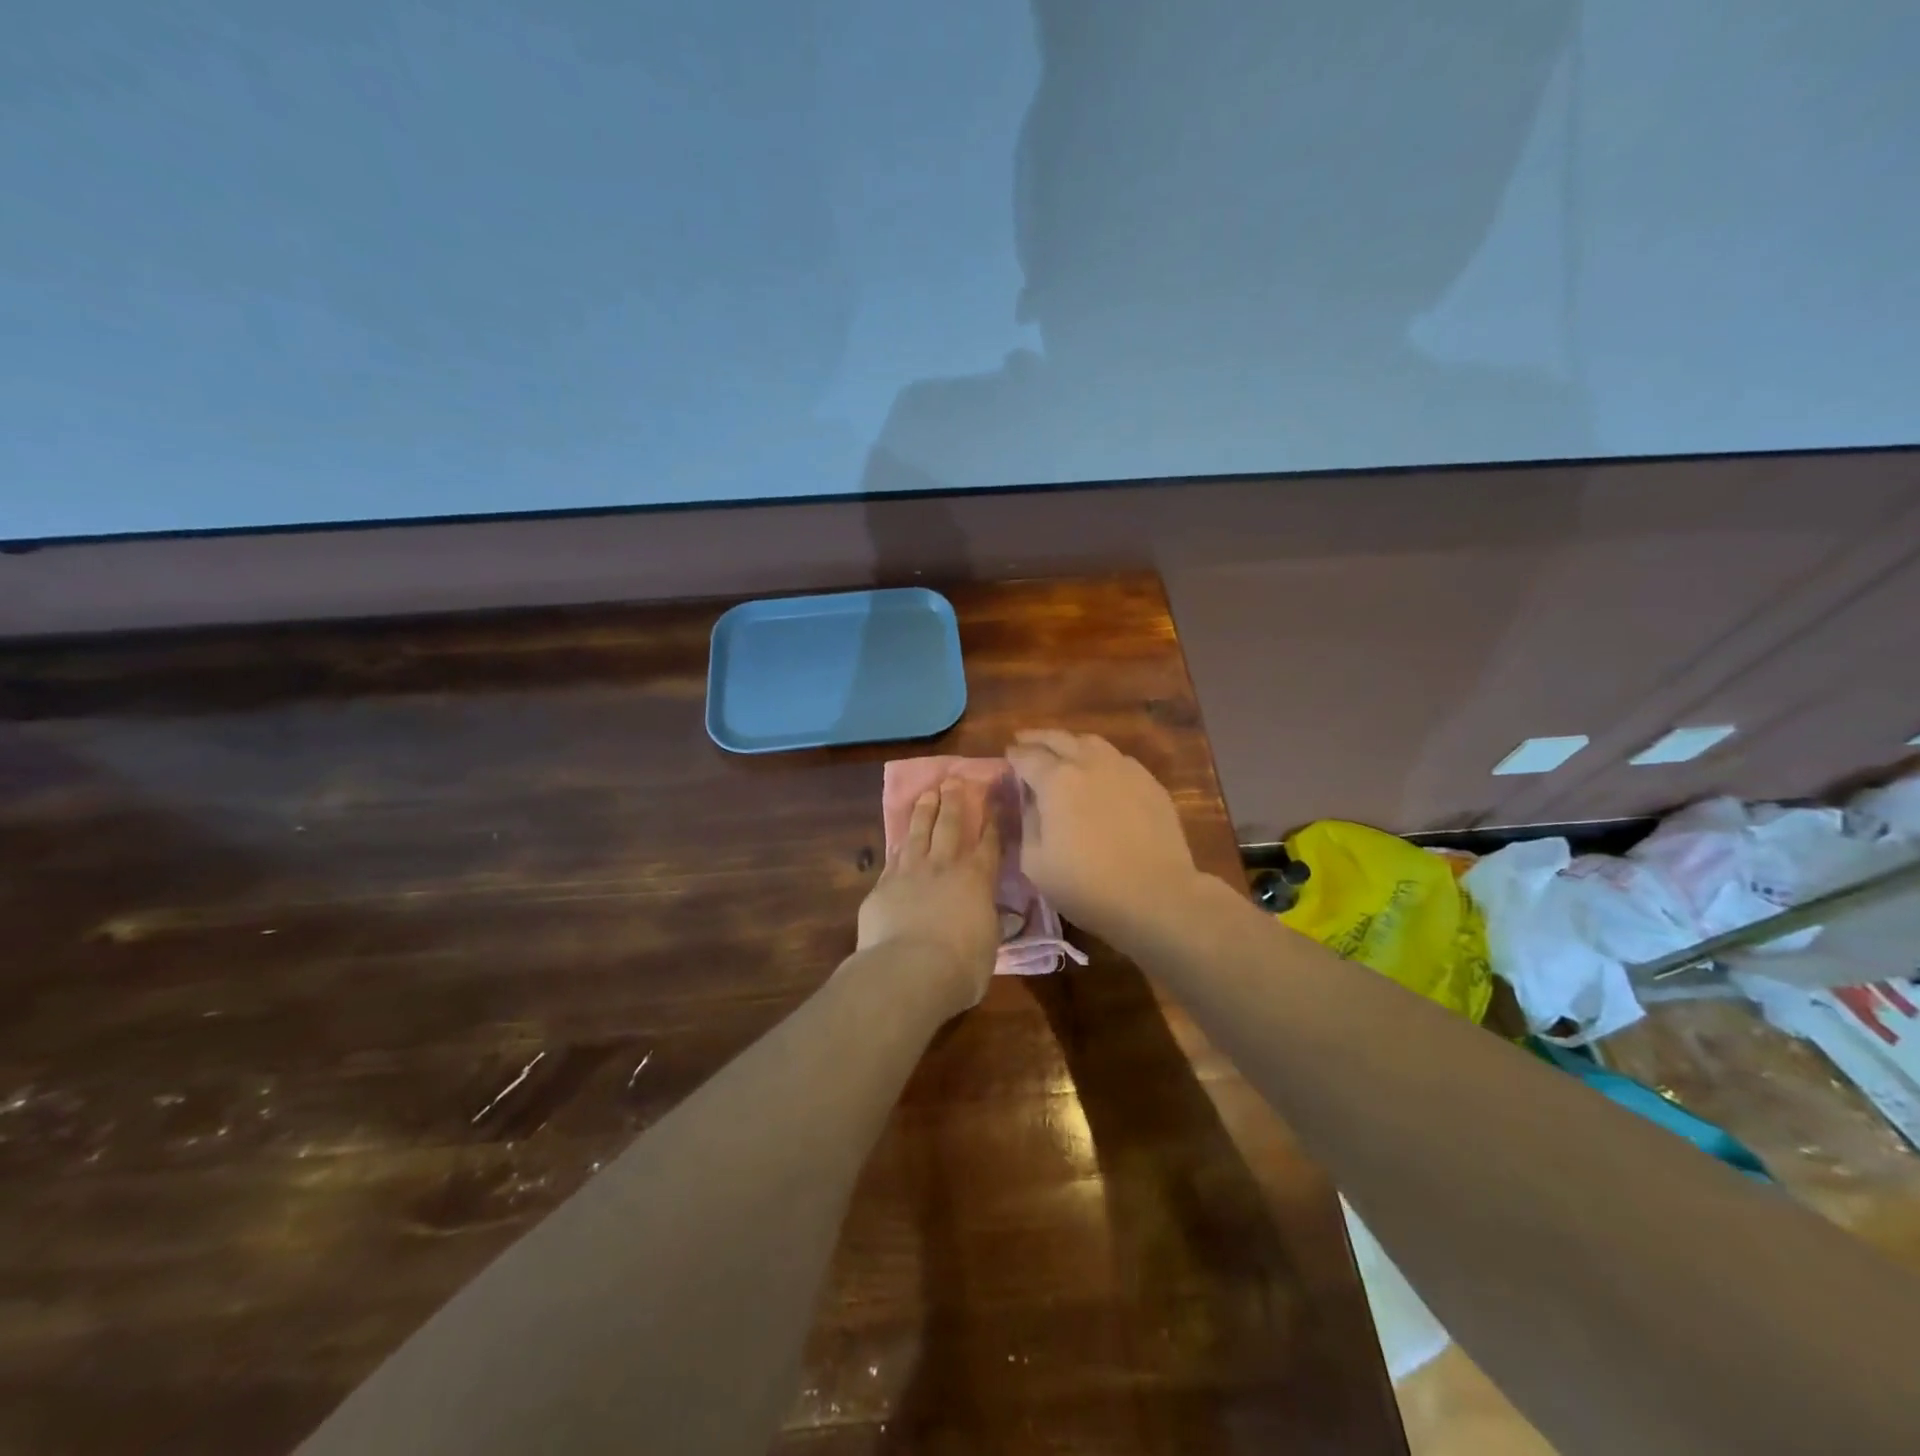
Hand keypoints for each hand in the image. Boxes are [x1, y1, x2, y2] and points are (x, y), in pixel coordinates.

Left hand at [855, 777, 1002, 1013]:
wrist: (909, 970)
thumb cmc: (961, 965)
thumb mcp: (988, 944)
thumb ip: (987, 923)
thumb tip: (986, 915)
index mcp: (977, 879)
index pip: (989, 843)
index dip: (992, 821)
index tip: (993, 802)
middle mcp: (944, 866)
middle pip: (950, 825)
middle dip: (954, 801)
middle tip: (954, 780)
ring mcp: (910, 872)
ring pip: (918, 832)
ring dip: (924, 810)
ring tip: (928, 793)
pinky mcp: (883, 885)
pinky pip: (894, 856)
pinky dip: (899, 843)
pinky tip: (899, 837)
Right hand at [1005, 730, 1203, 946]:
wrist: (1156, 895)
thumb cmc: (1087, 885)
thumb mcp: (1035, 863)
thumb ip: (1028, 823)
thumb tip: (1030, 802)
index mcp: (1056, 780)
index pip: (1027, 757)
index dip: (1014, 755)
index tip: (1008, 755)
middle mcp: (1089, 763)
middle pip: (1059, 739)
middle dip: (1038, 738)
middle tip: (1025, 740)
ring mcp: (1124, 769)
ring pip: (1092, 743)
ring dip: (1071, 743)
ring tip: (1063, 750)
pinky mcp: (1151, 783)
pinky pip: (1119, 760)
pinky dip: (1101, 759)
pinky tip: (1101, 772)